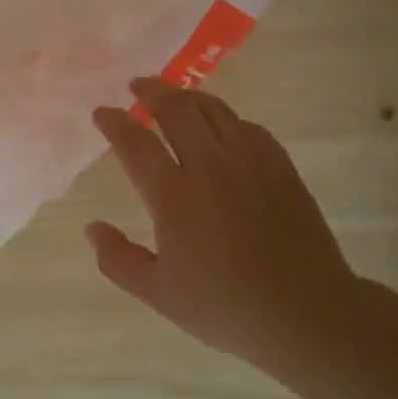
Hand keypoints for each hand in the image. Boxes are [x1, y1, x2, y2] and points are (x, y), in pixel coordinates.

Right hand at [88, 78, 356, 381]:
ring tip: (174, 96)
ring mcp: (250, 162)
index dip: (114, 122)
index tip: (102, 113)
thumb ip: (118, 259)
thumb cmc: (224, 306)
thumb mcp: (158, 293)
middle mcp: (210, 166)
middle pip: (176, 109)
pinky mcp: (280, 167)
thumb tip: (93, 228)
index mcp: (174, 195)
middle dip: (151, 91)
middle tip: (137, 86)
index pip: (135, 142)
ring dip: (188, 97)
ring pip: (214, 110)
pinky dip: (226, 118)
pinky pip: (248, 126)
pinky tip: (222, 127)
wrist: (304, 312)